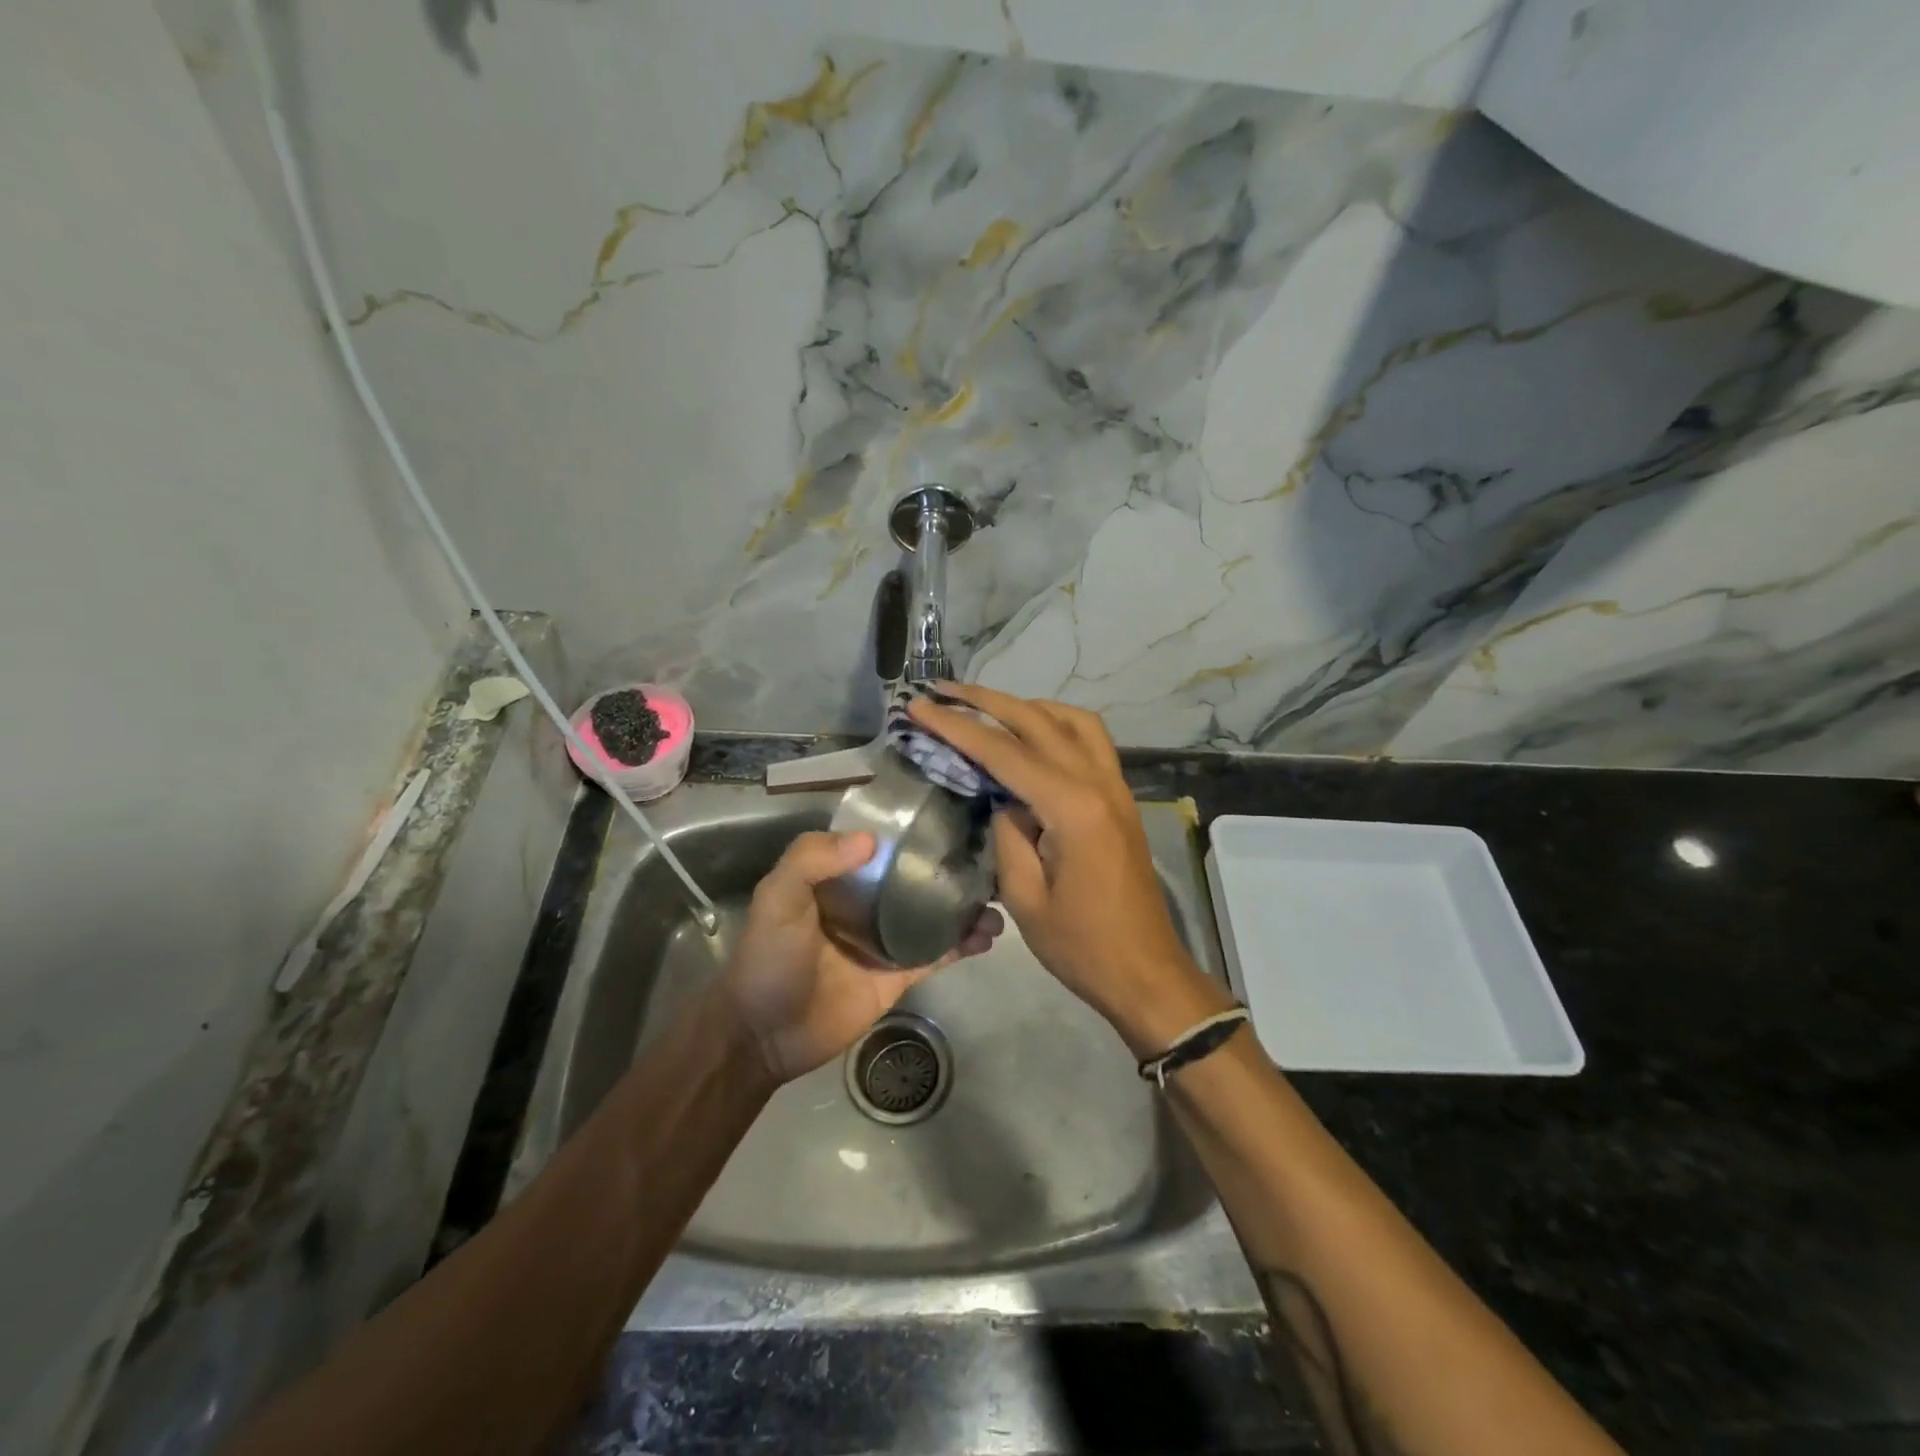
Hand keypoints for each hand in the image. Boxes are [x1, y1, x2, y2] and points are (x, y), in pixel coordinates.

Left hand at [722, 830, 1001, 1082]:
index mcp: (839, 877)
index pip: (883, 845)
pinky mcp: (899, 975)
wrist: (764, 1034)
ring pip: (934, 915)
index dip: (916, 832)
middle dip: (952, 870)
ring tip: (998, 903)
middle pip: (917, 878)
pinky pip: (937, 954)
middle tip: (993, 862)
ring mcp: (887, 939)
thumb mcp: (778, 897)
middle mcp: (867, 901)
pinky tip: (988, 936)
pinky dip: (963, 944)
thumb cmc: (769, 957)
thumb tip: (872, 840)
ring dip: (965, 908)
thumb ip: (811, 859)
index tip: (956, 820)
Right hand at [908, 684, 1233, 1056]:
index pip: (1004, 752)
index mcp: (1072, 808)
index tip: (920, 707)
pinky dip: (1057, 724)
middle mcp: (1099, 783)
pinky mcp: (1121, 799)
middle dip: (986, 701)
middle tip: (943, 690)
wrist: (1146, 972)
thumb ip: (1008, 834)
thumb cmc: (1081, 946)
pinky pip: (1090, 741)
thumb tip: (1002, 798)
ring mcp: (1116, 787)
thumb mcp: (1025, 897)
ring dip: (1027, 706)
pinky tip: (1032, 737)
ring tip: (987, 708)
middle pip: (1038, 721)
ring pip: (1072, 720)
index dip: (957, 727)